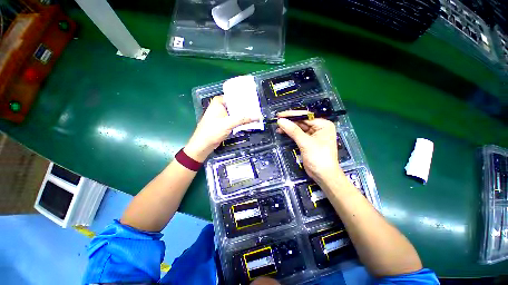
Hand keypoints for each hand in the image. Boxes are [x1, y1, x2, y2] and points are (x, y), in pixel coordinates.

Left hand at [184, 96, 254, 161]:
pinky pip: (234, 119)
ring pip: (236, 113)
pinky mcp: (224, 122)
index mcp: (219, 102)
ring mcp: (222, 115)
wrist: (203, 145)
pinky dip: (241, 121)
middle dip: (246, 108)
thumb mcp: (228, 124)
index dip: (245, 99)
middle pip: (236, 105)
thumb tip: (258, 116)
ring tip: (256, 115)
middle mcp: (221, 106)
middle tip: (258, 109)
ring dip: (244, 115)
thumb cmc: (212, 131)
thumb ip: (243, 119)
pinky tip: (249, 122)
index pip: (234, 97)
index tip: (255, 101)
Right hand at [276, 110, 344, 184]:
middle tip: (277, 120)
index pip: (305, 116)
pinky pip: (298, 134)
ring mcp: (313, 135)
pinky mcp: (307, 141)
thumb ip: (293, 131)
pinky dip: (290, 133)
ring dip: (288, 128)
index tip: (280, 115)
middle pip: (301, 121)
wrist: (323, 175)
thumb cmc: (318, 157)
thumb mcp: (305, 143)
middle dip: (289, 121)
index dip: (292, 115)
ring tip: (278, 127)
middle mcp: (319, 128)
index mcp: (323, 125)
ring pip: (298, 128)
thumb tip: (280, 121)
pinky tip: (282, 132)